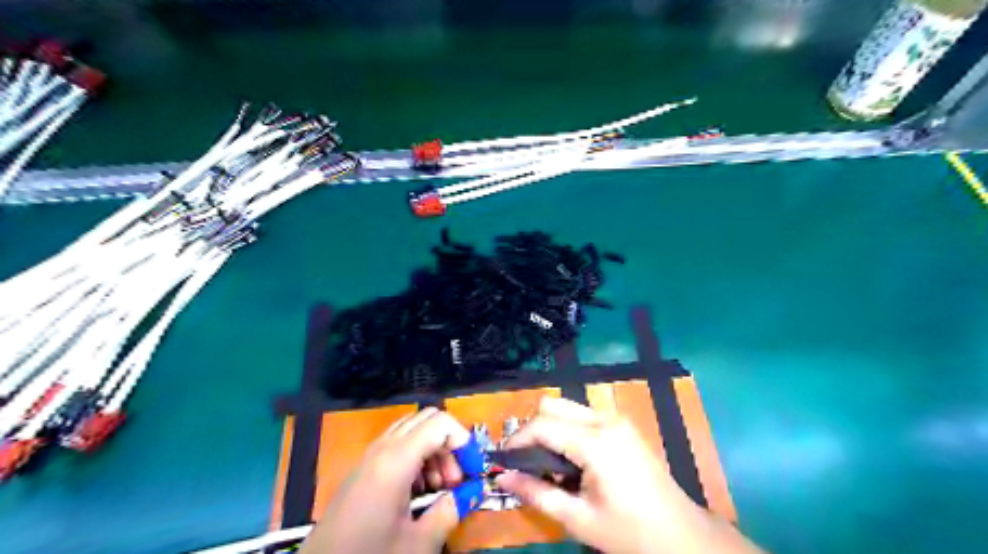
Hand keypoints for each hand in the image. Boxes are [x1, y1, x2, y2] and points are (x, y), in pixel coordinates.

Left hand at [302, 406, 469, 553]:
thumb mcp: (417, 543)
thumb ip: (450, 511)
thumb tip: (472, 492)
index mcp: (396, 459)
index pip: (441, 422)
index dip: (464, 440)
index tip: (472, 470)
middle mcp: (382, 448)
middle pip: (428, 420)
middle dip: (449, 443)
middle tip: (455, 480)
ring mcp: (370, 455)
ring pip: (413, 430)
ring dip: (434, 450)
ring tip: (438, 488)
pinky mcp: (363, 468)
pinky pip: (397, 446)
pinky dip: (417, 457)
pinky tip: (417, 491)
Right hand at [503, 398, 762, 553]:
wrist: (682, 535)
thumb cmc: (629, 532)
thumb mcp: (578, 518)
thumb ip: (536, 493)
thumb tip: (501, 477)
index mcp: (595, 442)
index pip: (542, 425)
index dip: (517, 440)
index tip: (503, 460)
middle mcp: (604, 420)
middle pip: (553, 406)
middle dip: (532, 429)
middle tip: (526, 461)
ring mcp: (616, 419)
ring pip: (568, 407)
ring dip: (550, 427)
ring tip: (547, 463)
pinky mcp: (622, 425)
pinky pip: (583, 415)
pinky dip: (567, 429)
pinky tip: (570, 459)